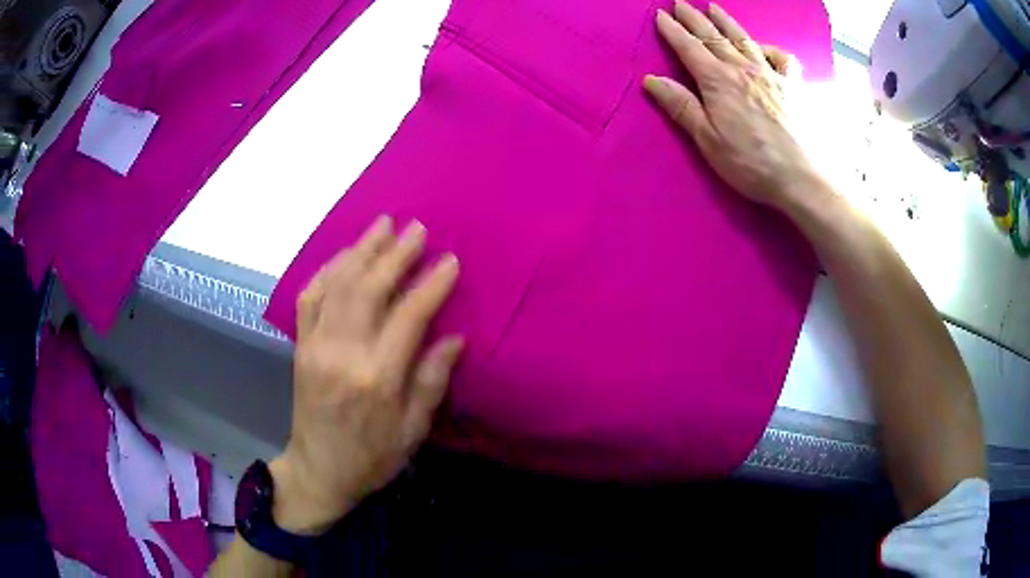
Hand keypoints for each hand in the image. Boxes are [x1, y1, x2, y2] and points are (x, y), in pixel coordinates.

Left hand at [270, 216, 462, 533]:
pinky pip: (310, 297)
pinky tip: (344, 254)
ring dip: (361, 250)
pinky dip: (327, 269)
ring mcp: (315, 346)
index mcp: (377, 378)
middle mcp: (343, 354)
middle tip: (417, 228)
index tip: (450, 260)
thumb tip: (454, 338)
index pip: (408, 316)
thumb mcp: (412, 432)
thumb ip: (431, 383)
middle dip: (395, 253)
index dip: (431, 284)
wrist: (318, 471)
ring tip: (383, 224)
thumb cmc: (372, 458)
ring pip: (337, 284)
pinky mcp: (300, 346)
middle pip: (369, 288)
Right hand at [644, 2, 822, 209]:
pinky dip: (770, 48)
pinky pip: (782, 58)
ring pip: (744, 38)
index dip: (673, 30)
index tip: (660, 14)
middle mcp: (743, 68)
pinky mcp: (793, 86)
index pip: (689, 47)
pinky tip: (763, 47)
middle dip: (694, 17)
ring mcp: (771, 74)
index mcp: (718, 80)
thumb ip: (681, 106)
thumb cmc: (750, 163)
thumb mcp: (707, 139)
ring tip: (713, 7)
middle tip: (680, 2)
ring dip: (726, 21)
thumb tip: (652, 80)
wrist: (801, 178)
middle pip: (714, 36)